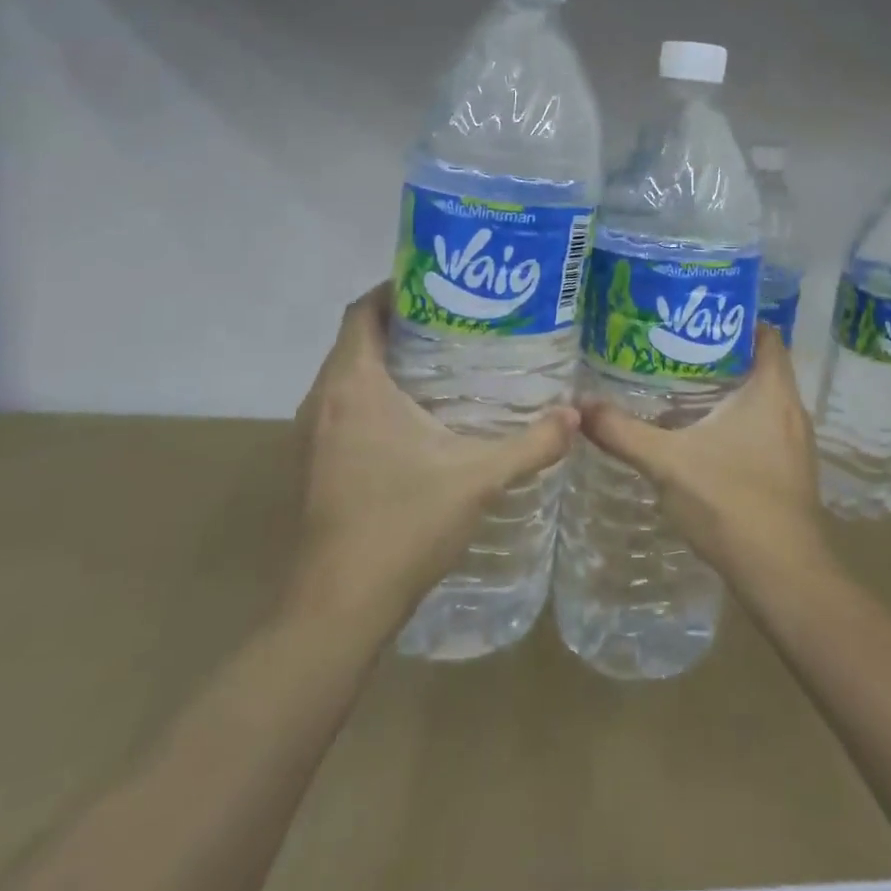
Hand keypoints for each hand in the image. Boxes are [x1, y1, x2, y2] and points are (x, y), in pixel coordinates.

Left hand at [290, 284, 577, 619]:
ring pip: (349, 375)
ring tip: (446, 359)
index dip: (395, 289)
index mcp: (355, 387)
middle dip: (402, 323)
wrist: (339, 607)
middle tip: (458, 319)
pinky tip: (421, 415)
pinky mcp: (316, 463)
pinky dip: (377, 394)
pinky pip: (345, 406)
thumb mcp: (478, 478)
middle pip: (357, 340)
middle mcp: (324, 401)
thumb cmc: (403, 525)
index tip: (440, 283)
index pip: (362, 312)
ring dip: (387, 360)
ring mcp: (314, 435)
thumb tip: (576, 415)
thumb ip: (532, 443)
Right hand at [578, 328, 827, 586]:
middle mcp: (792, 409)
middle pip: (761, 365)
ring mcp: (796, 444)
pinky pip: (766, 430)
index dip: (736, 318)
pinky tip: (704, 439)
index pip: (765, 334)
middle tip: (676, 350)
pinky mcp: (792, 473)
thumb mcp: (667, 462)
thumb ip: (623, 432)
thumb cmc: (730, 501)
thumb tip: (579, 407)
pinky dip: (739, 424)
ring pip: (763, 401)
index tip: (697, 316)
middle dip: (722, 356)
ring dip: (730, 393)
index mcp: (772, 390)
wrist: (783, 575)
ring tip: (683, 389)